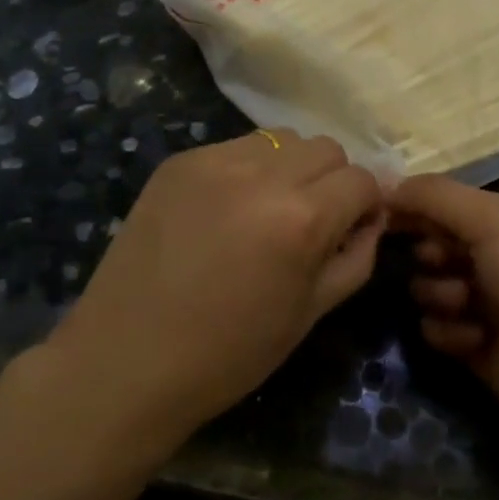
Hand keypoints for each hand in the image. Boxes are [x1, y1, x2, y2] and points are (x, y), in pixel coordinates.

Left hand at [53, 129, 384, 438]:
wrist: (126, 360)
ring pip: (282, 139)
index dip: (367, 205)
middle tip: (311, 220)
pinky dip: (248, 169)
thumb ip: (356, 256)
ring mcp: (216, 160)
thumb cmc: (229, 352)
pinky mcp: (181, 161)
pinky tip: (226, 210)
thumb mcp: (312, 313)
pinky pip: (237, 147)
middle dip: (332, 180)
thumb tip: (372, 217)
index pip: (362, 179)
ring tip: (267, 209)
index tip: (352, 228)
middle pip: (327, 148)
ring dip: (291, 167)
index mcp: (302, 217)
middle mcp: (263, 174)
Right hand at [391, 176, 498, 443]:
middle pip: (437, 245)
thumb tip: (387, 183)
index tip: (383, 210)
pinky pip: (438, 330)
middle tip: (439, 259)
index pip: (451, 204)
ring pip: (430, 288)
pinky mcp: (478, 348)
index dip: (418, 206)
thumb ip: (436, 197)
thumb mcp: (494, 218)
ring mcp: (489, 305)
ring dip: (440, 293)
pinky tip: (474, 337)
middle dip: (431, 252)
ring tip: (463, 301)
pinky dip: (450, 332)